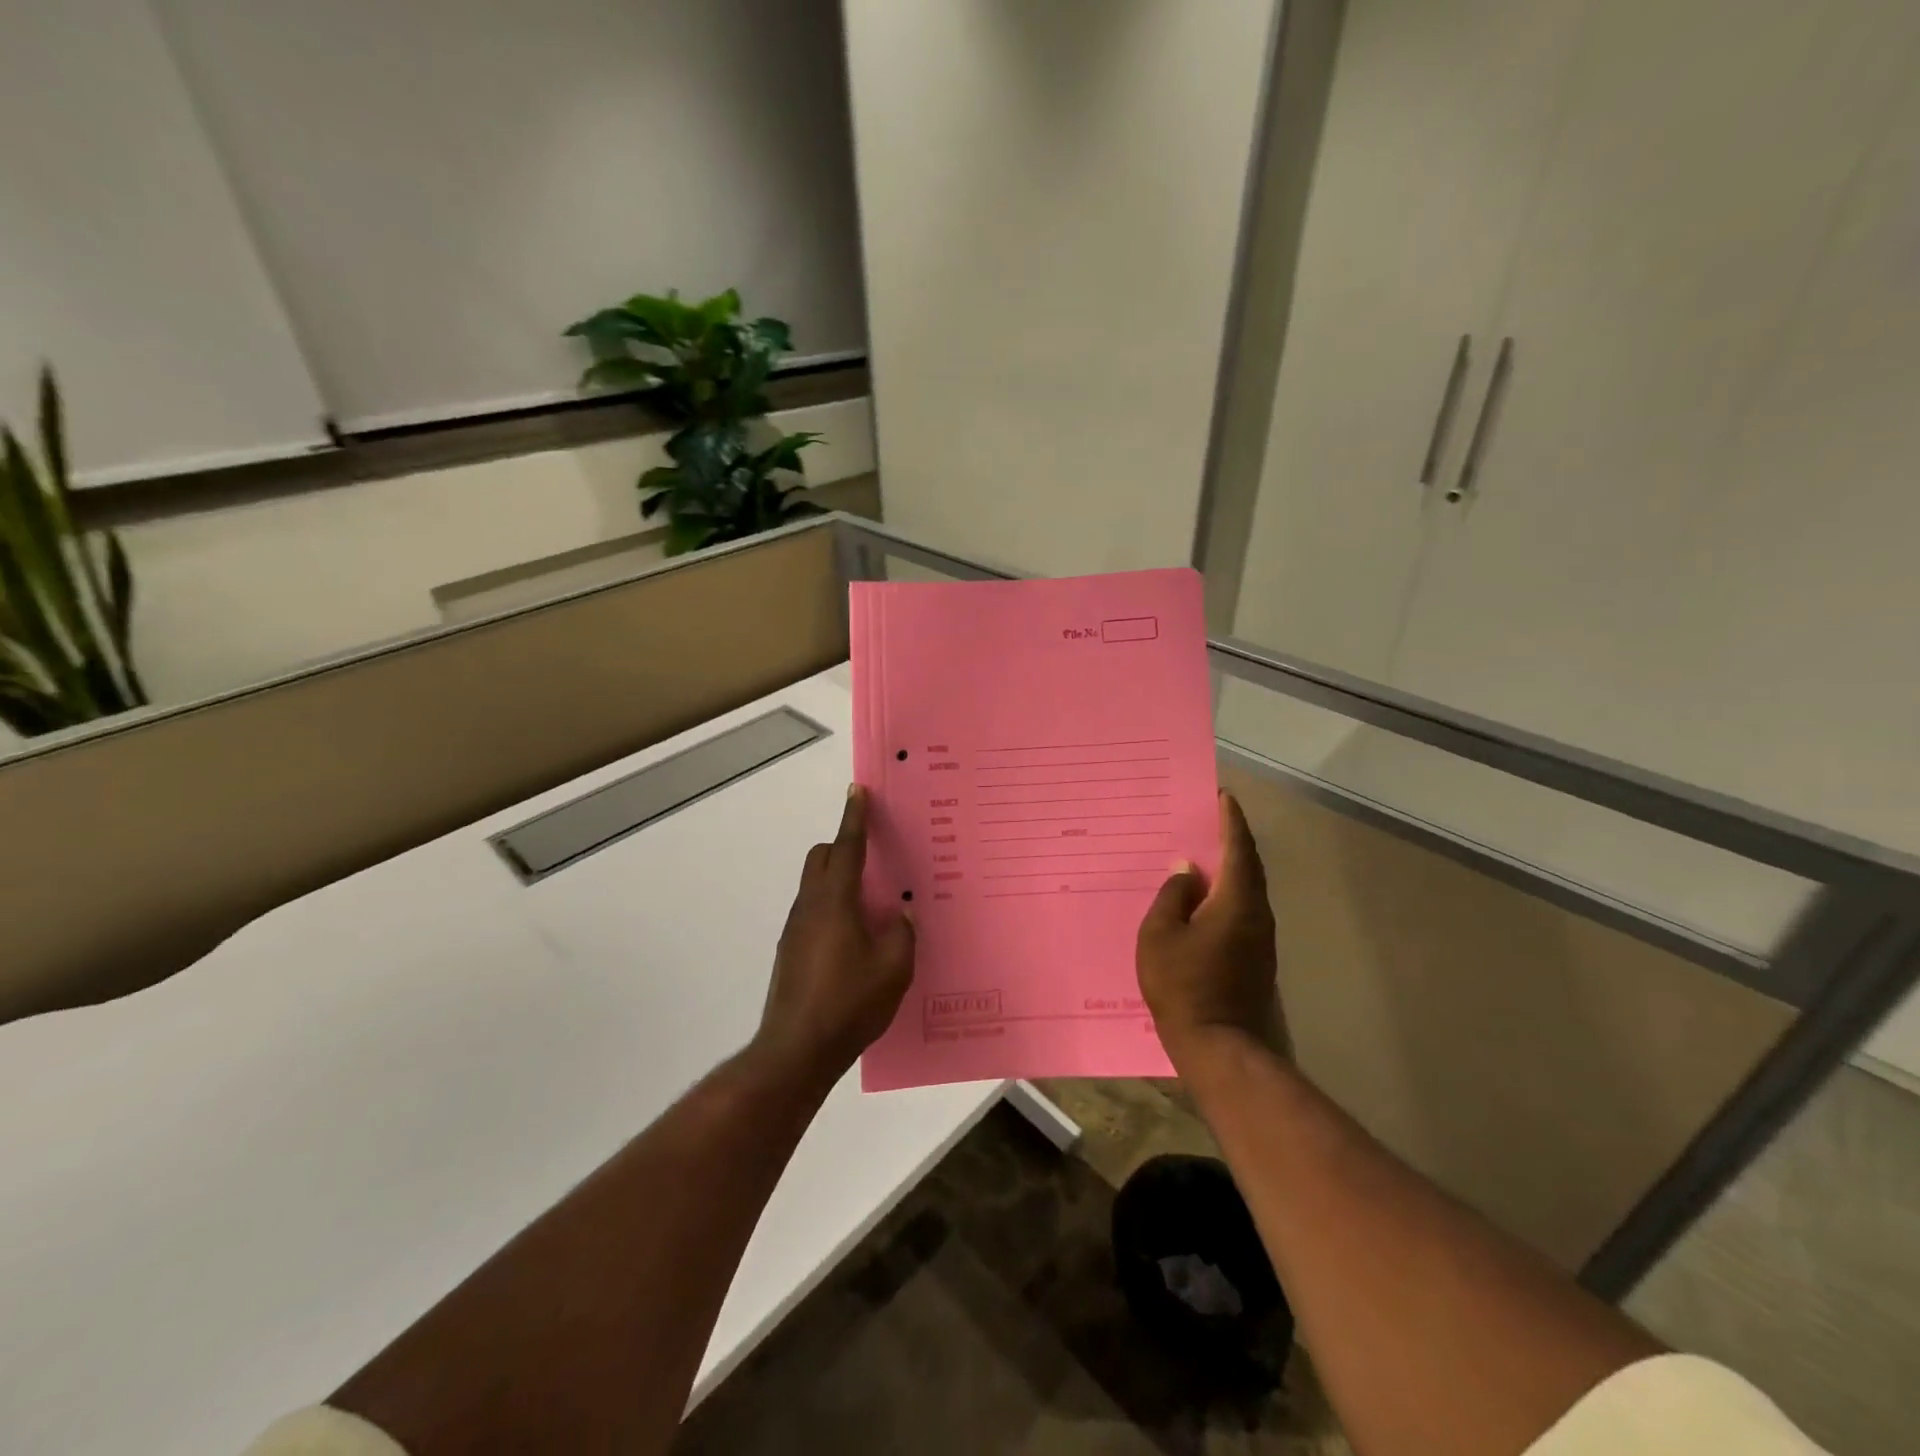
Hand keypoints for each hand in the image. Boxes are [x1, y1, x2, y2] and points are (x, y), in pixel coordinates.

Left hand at [754, 785, 914, 1084]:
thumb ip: (901, 934)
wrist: (796, 1050)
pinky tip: (854, 940)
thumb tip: (899, 916)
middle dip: (843, 846)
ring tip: (872, 904)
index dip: (854, 817)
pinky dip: (832, 908)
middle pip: (821, 858)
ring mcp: (795, 930)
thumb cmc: (850, 1003)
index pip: (846, 847)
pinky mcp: (790, 952)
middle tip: (874, 858)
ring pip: (815, 886)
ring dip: (839, 880)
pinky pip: (813, 912)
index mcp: (835, 901)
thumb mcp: (894, 968)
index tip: (857, 790)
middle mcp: (810, 907)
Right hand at [1137, 791, 1284, 1068]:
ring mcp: (1260, 940)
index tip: (1222, 796)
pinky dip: (1226, 894)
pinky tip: (1203, 899)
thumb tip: (1187, 870)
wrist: (1221, 1048)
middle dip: (1231, 840)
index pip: (1238, 848)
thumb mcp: (1161, 935)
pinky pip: (1241, 911)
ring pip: (1246, 891)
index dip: (1230, 820)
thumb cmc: (1184, 985)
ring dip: (1229, 868)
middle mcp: (1257, 914)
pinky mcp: (1255, 960)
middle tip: (1209, 819)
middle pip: (1248, 867)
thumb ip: (1172, 896)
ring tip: (1202, 855)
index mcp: (1237, 901)